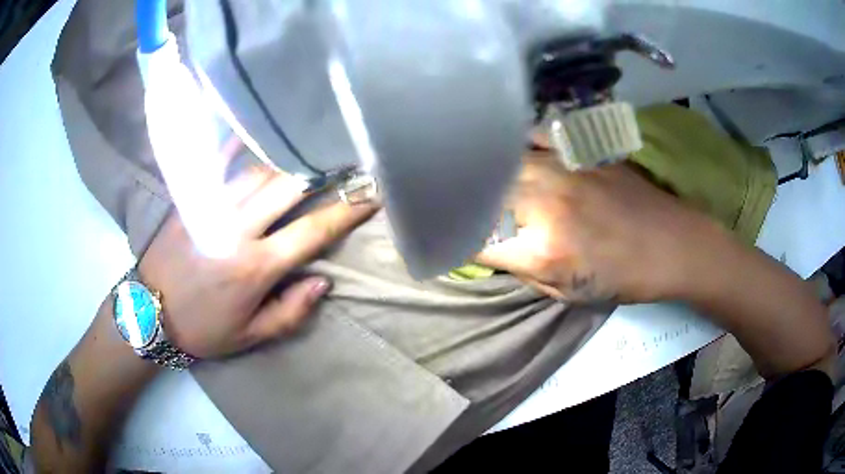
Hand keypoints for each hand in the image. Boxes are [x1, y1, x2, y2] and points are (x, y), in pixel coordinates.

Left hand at [138, 148, 378, 358]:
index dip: (346, 212)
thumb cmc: (203, 328)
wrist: (148, 312)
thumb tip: (322, 281)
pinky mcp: (191, 199)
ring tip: (308, 149)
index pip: (312, 231)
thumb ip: (290, 312)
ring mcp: (210, 207)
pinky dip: (237, 144)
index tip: (371, 196)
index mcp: (255, 267)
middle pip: (287, 187)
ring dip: (287, 160)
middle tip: (345, 161)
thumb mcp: (250, 336)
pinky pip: (217, 163)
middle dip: (322, 172)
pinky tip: (254, 131)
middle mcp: (236, 229)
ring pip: (258, 171)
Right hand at [476, 147, 722, 303]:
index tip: (449, 241)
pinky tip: (515, 150)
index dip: (455, 242)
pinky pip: (535, 137)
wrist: (672, 243)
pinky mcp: (579, 152)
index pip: (475, 240)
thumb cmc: (624, 278)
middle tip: (458, 207)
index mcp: (543, 249)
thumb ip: (524, 269)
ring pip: (502, 162)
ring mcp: (562, 170)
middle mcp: (544, 202)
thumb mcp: (569, 293)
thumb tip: (493, 248)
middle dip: (465, 204)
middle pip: (482, 194)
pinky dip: (518, 144)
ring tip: (477, 178)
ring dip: (487, 173)